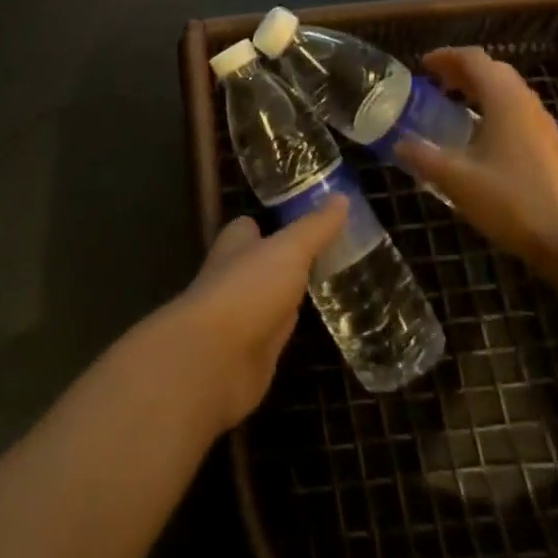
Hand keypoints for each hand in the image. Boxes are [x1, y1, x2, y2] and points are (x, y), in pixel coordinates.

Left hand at [159, 198, 348, 434]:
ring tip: (330, 286)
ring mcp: (241, 316)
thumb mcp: (289, 250)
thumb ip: (315, 228)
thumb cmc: (248, 289)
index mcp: (236, 244)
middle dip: (287, 259)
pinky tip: (314, 327)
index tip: (308, 221)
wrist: (215, 360)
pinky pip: (275, 333)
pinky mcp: (251, 352)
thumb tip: (342, 197)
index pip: (252, 226)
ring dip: (290, 295)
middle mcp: (235, 276)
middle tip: (329, 254)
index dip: (275, 222)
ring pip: (270, 298)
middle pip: (263, 262)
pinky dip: (291, 329)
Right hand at [397, 46, 557, 278]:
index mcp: (504, 99)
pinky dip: (493, 108)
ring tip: (453, 105)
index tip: (422, 66)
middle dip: (462, 70)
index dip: (445, 56)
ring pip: (507, 91)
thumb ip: (423, 157)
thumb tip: (398, 144)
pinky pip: (517, 111)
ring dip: (479, 89)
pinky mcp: (550, 146)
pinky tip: (479, 136)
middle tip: (435, 83)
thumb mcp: (456, 179)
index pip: (473, 59)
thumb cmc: (512, 201)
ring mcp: (542, 124)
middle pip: (493, 70)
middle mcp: (526, 103)